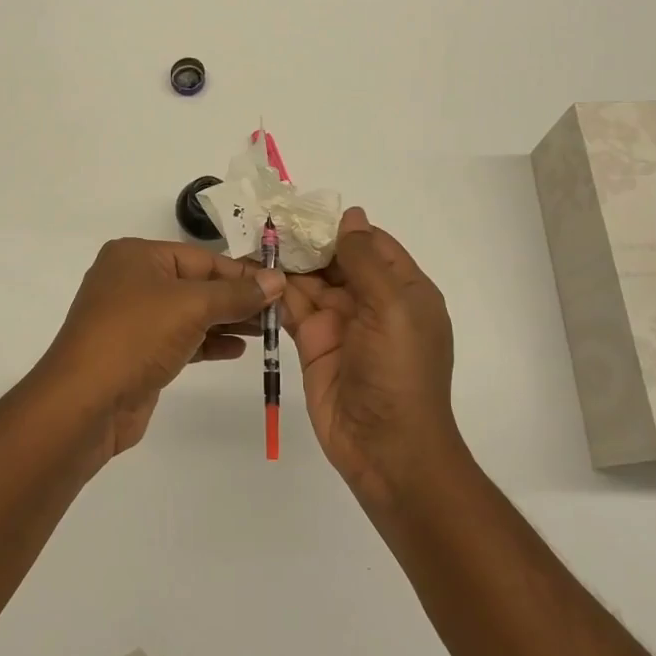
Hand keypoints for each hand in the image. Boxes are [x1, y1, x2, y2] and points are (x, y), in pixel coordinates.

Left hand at [34, 239, 283, 463]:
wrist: (85, 403)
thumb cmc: (136, 337)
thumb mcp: (191, 307)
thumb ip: (236, 294)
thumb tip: (276, 280)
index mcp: (137, 256)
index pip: (202, 258)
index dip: (242, 273)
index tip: (281, 286)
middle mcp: (131, 280)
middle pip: (197, 284)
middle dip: (237, 298)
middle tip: (281, 311)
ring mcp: (133, 319)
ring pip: (190, 314)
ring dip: (227, 321)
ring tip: (268, 331)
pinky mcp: (138, 352)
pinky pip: (181, 339)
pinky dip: (208, 342)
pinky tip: (237, 349)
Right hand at [281, 208, 463, 504]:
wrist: (386, 447)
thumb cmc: (399, 371)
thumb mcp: (391, 307)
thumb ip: (365, 260)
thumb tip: (351, 215)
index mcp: (403, 289)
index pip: (372, 244)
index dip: (341, 227)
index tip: (304, 208)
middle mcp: (372, 302)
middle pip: (336, 260)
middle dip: (307, 242)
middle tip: (267, 218)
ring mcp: (341, 324)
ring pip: (310, 282)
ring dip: (286, 263)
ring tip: (252, 238)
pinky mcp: (313, 345)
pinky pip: (293, 309)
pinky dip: (275, 292)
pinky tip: (252, 273)